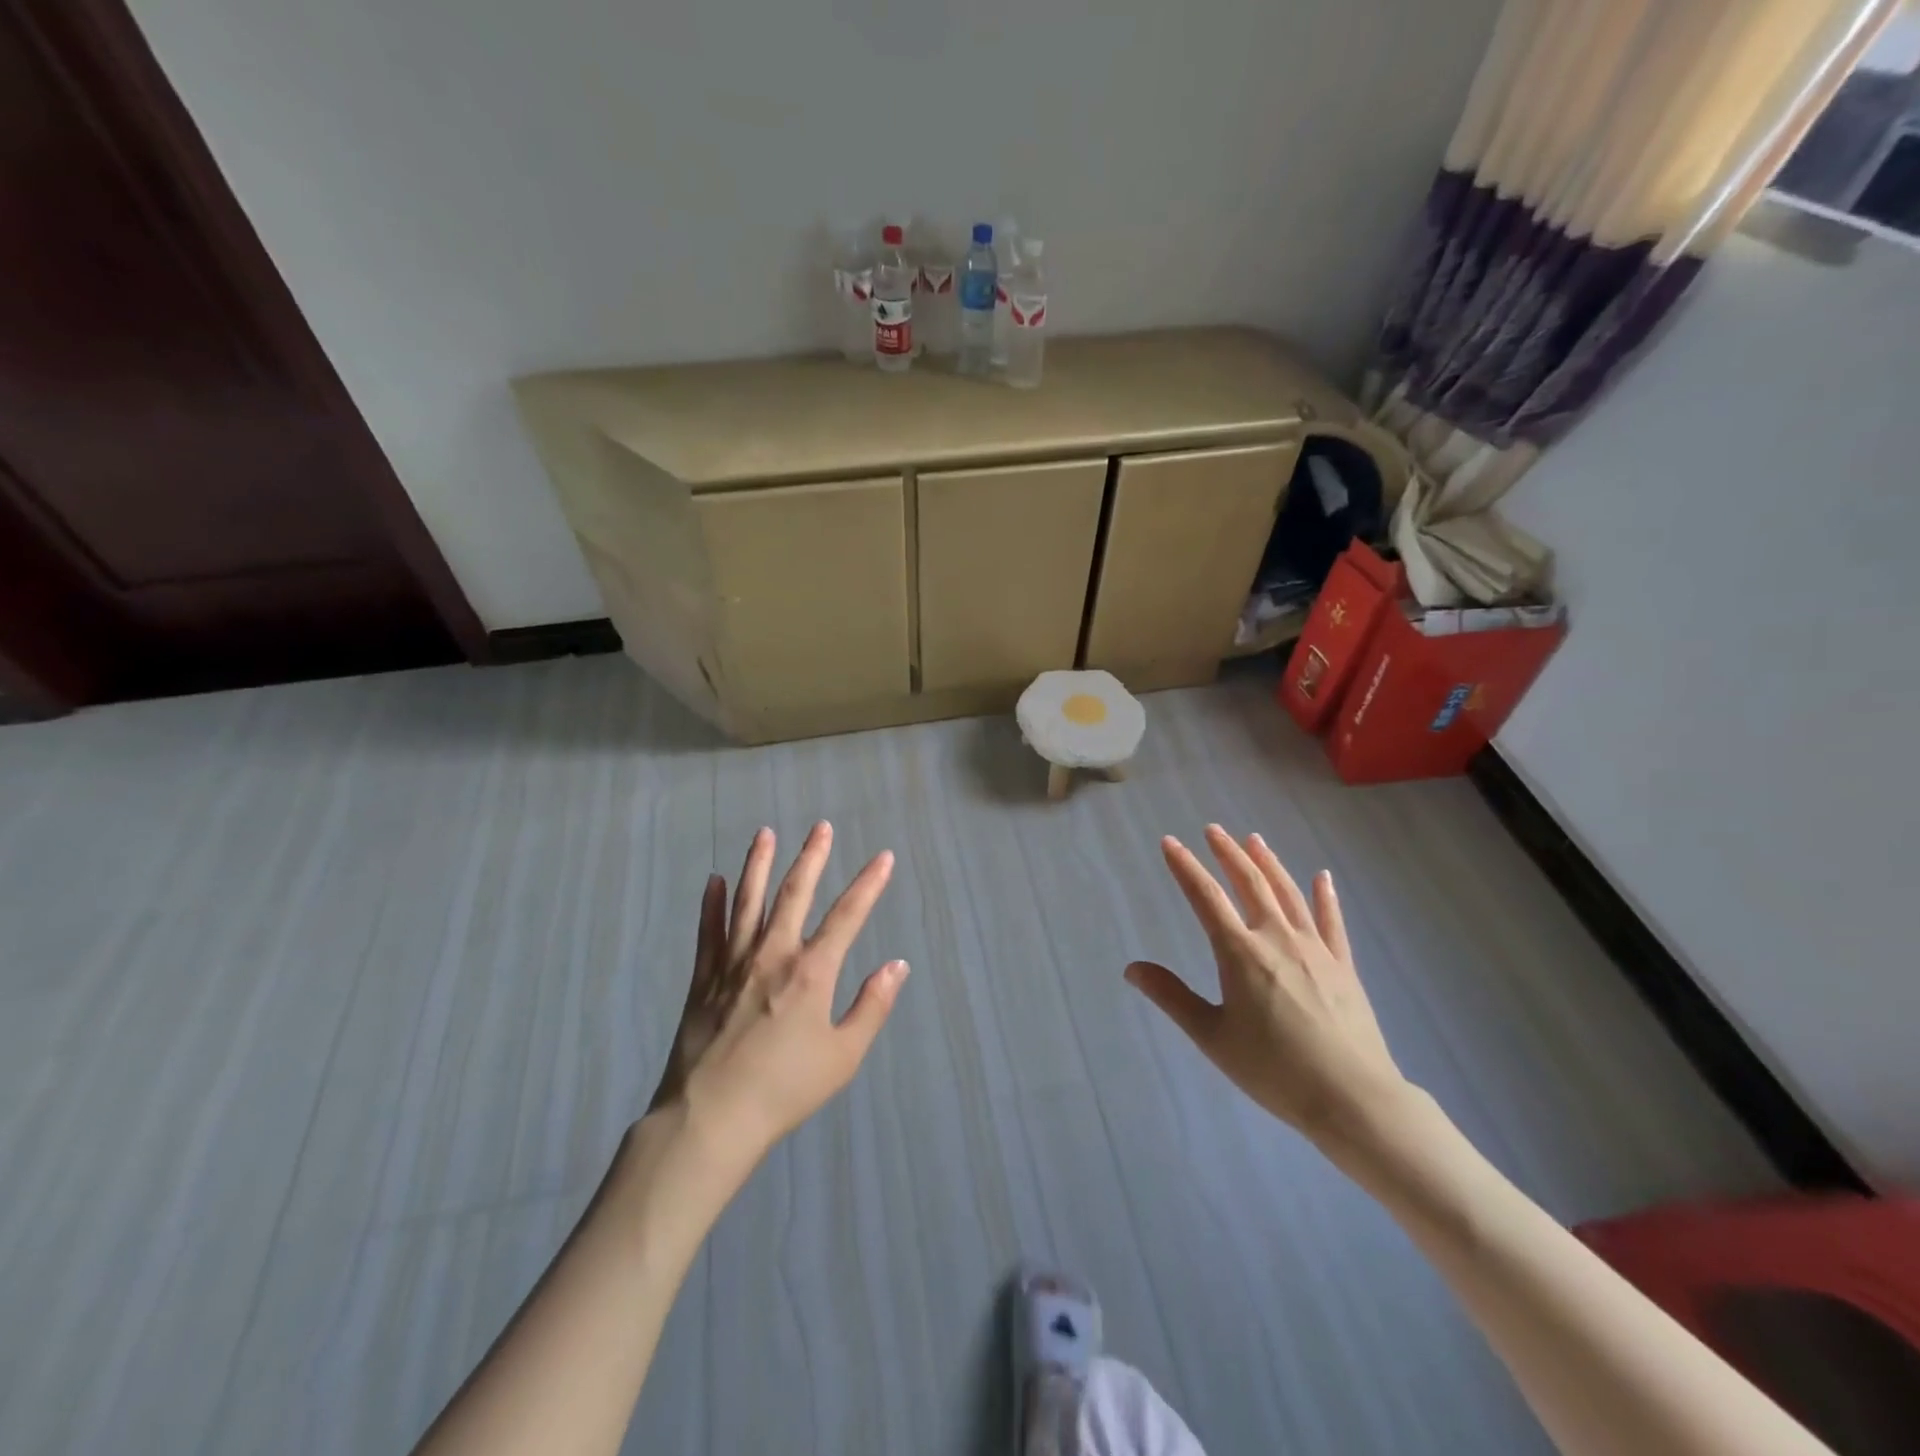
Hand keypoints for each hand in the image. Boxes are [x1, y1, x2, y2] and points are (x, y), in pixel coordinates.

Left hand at [647, 822, 907, 1168]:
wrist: (711, 1118)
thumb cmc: (784, 1090)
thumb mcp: (843, 1056)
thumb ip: (872, 1007)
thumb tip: (896, 965)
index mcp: (811, 973)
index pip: (847, 916)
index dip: (868, 884)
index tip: (883, 857)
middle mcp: (773, 955)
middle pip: (795, 894)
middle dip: (812, 858)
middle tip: (821, 827)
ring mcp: (733, 963)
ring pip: (748, 901)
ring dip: (758, 865)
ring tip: (765, 834)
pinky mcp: (703, 978)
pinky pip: (708, 931)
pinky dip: (711, 904)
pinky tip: (714, 881)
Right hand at [1126, 825, 1408, 1144]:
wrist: (1353, 1098)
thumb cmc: (1274, 1069)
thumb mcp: (1212, 1036)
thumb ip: (1172, 997)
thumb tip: (1131, 968)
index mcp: (1240, 953)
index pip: (1206, 897)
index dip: (1185, 867)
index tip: (1169, 842)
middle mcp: (1277, 938)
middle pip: (1250, 883)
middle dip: (1228, 853)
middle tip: (1213, 830)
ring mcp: (1315, 949)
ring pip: (1288, 893)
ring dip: (1269, 863)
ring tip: (1254, 839)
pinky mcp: (1344, 966)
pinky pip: (1332, 922)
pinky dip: (1325, 896)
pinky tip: (1322, 877)